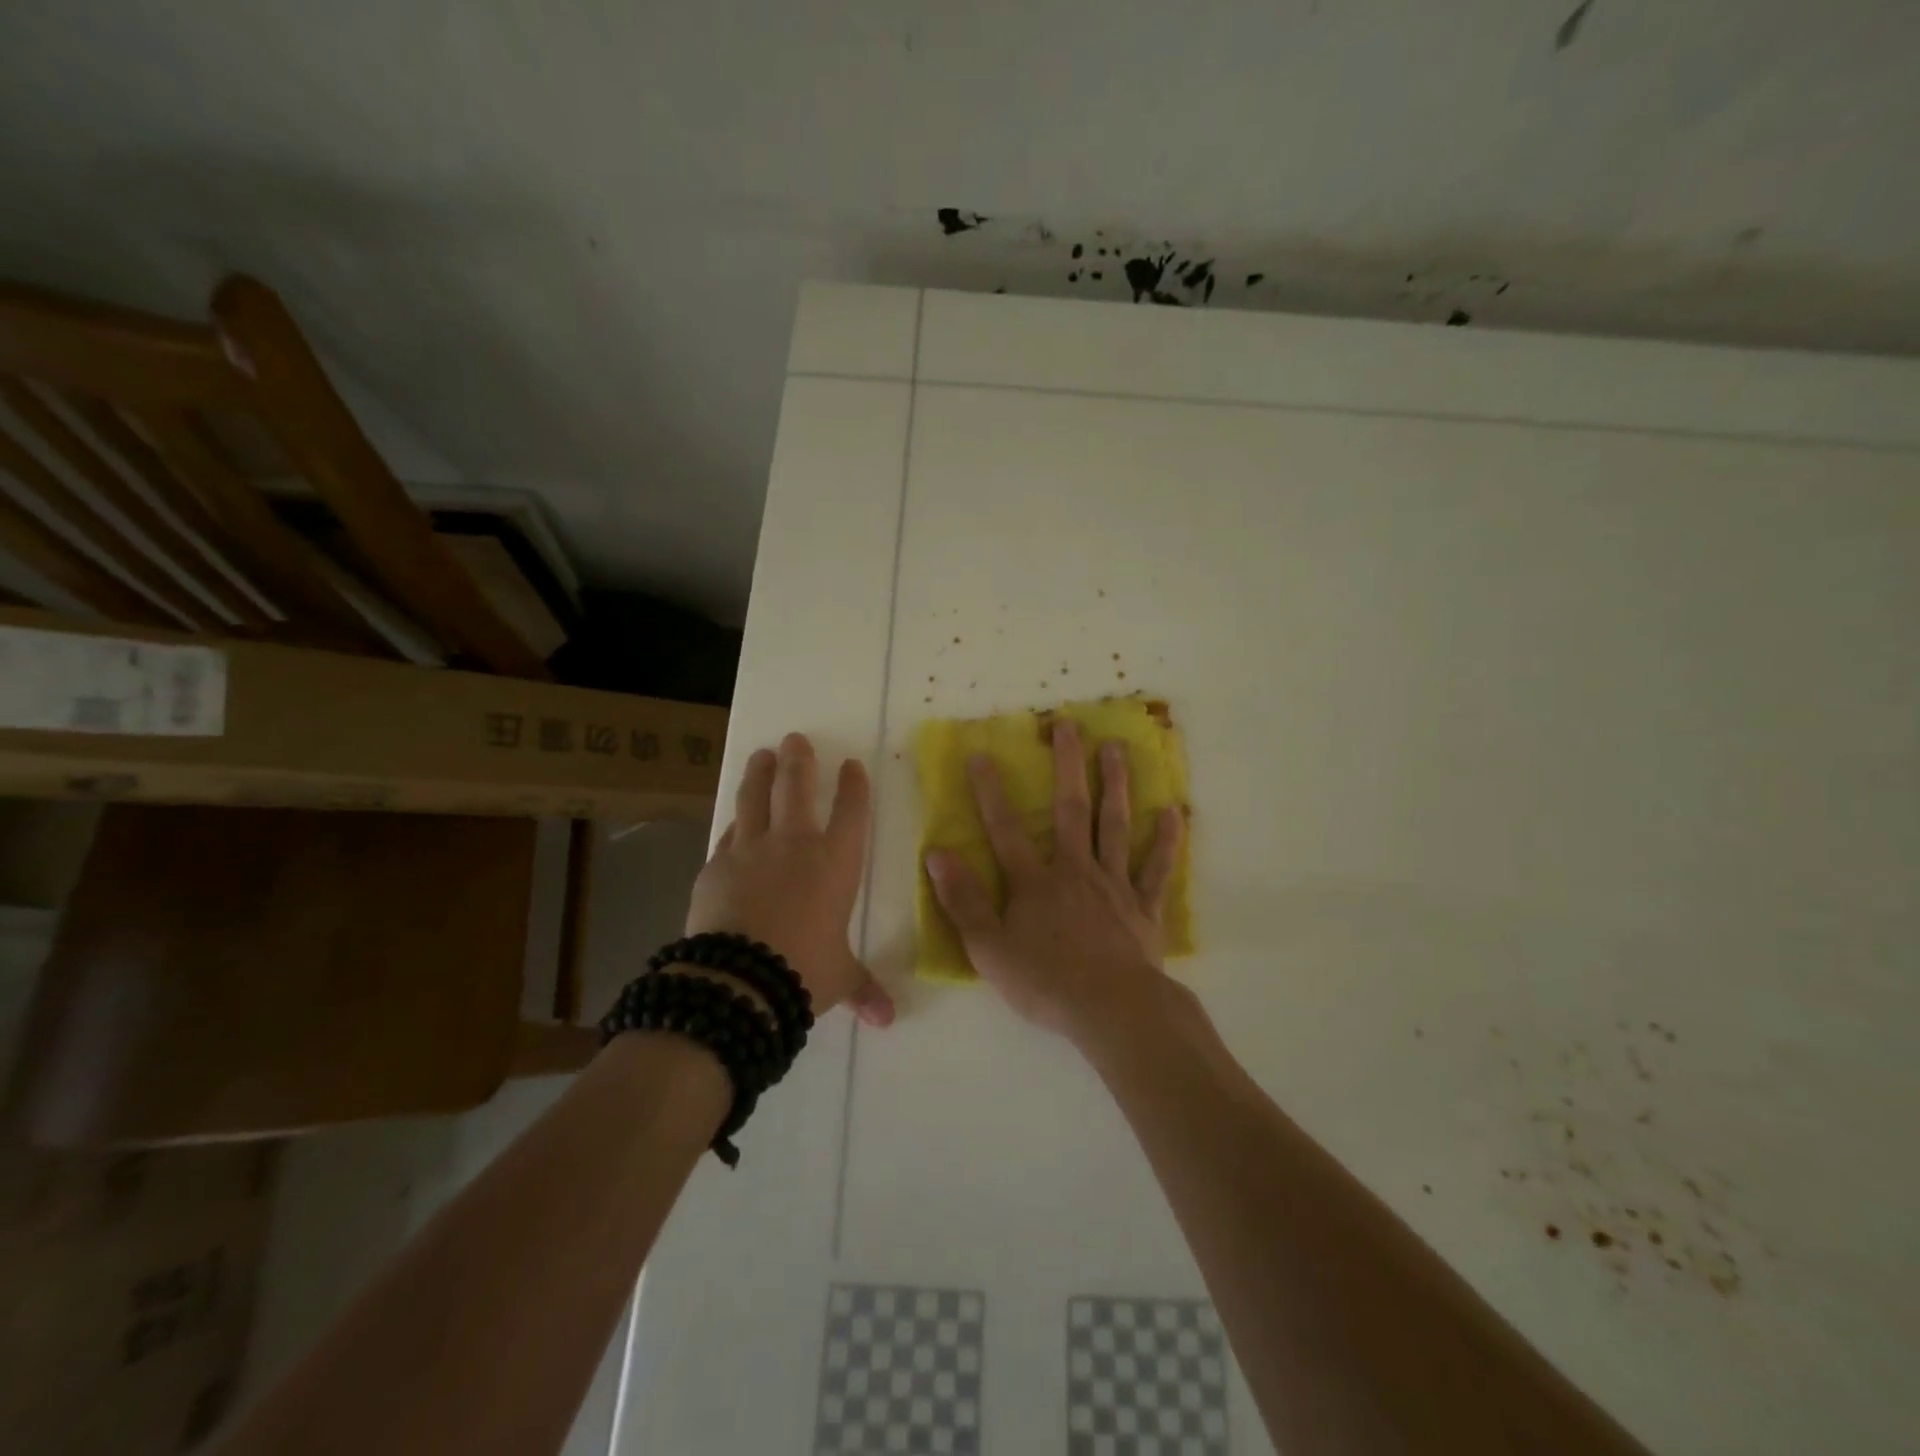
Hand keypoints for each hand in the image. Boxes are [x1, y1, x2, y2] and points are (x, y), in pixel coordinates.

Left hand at [687, 733, 894, 1026]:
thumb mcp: (840, 978)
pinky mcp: (714, 867)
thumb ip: (863, 988)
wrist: (737, 982)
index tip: (851, 764)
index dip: (853, 785)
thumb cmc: (803, 972)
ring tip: (761, 754)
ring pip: (754, 799)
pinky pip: (728, 836)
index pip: (850, 811)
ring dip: (759, 773)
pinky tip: (734, 823)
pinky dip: (735, 825)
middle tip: (796, 738)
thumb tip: (887, 1020)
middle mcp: (793, 845)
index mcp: (834, 863)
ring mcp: (749, 851)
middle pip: (797, 788)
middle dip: (799, 760)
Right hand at [923, 718, 1183, 1044]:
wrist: (1111, 1011)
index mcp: (1035, 882)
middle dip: (1068, 764)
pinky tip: (1174, 813)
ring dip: (1115, 785)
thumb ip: (963, 900)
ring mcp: (1114, 885)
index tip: (982, 754)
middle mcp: (1075, 870)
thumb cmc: (1044, 982)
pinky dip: (1167, 841)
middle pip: (1071, 809)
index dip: (991, 791)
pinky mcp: (1144, 907)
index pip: (1005, 828)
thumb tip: (938, 853)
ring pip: (1115, 825)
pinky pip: (1156, 869)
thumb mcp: (988, 948)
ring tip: (1117, 748)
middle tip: (1069, 724)